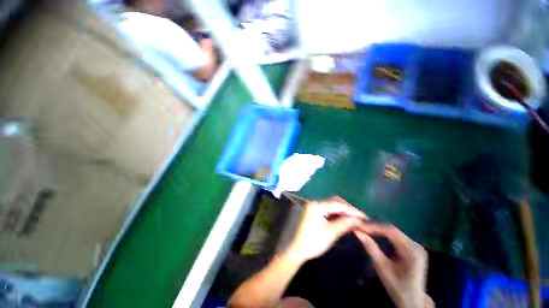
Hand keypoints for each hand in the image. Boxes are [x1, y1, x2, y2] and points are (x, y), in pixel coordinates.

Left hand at [286, 197, 365, 263]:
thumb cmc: (313, 242)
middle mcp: (315, 203)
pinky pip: (327, 210)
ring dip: (343, 211)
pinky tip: (344, 219)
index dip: (352, 210)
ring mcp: (314, 207)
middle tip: (360, 217)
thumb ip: (345, 224)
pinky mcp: (314, 212)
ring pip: (331, 206)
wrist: (298, 250)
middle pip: (334, 202)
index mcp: (317, 206)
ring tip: (354, 219)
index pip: (337, 205)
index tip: (365, 216)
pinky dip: (336, 214)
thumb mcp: (331, 233)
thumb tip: (358, 219)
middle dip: (347, 209)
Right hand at [354, 224, 433, 307]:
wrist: (414, 301)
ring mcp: (415, 246)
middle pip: (392, 229)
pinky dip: (383, 234)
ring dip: (378, 229)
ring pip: (393, 231)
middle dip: (374, 226)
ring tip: (364, 228)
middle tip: (359, 226)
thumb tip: (357, 232)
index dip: (373, 226)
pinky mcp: (412, 248)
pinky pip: (395, 236)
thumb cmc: (398, 288)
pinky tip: (374, 233)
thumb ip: (371, 248)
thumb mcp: (383, 269)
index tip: (359, 225)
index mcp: (412, 251)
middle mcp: (416, 245)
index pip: (390, 231)